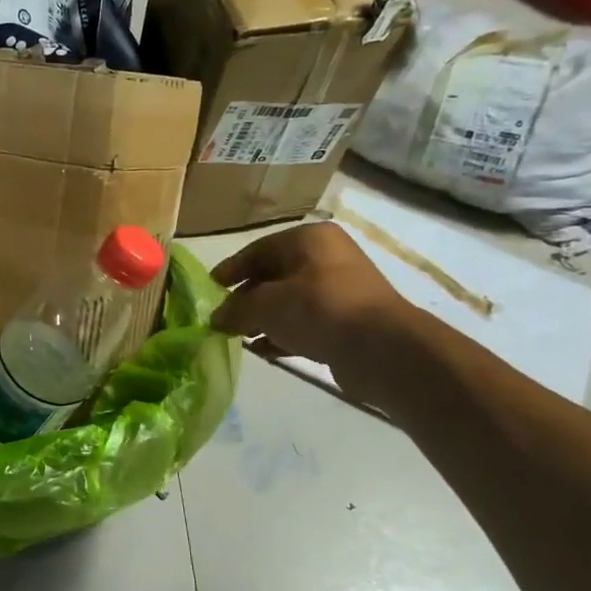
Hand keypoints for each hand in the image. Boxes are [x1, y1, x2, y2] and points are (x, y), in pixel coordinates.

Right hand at [210, 222, 418, 401]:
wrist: (380, 348)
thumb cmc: (316, 309)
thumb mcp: (264, 305)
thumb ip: (235, 309)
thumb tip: (216, 317)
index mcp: (309, 239)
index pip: (258, 250)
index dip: (231, 269)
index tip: (210, 288)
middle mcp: (328, 257)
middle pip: (274, 275)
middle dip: (247, 298)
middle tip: (223, 317)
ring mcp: (341, 290)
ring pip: (290, 301)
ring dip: (264, 318)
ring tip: (240, 337)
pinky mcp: (349, 321)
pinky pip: (307, 322)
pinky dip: (284, 333)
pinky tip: (264, 350)